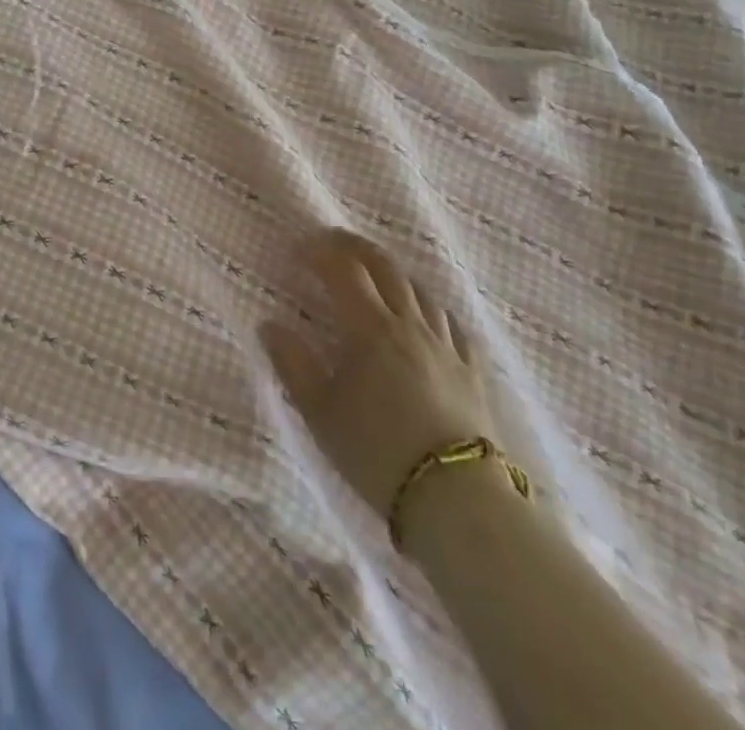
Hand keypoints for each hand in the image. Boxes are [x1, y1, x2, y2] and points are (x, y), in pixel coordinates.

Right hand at [264, 230, 504, 536]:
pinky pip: (452, 324)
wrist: (462, 504)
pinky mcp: (474, 373)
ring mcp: (448, 348)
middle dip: (355, 247)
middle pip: (386, 268)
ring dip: (392, 273)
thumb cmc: (378, 452)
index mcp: (371, 329)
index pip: (344, 271)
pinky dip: (430, 307)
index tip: (299, 249)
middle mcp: (411, 326)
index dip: (320, 252)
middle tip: (332, 241)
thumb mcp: (320, 411)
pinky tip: (426, 315)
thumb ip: (293, 363)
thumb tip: (270, 325)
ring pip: (421, 291)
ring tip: (374, 274)